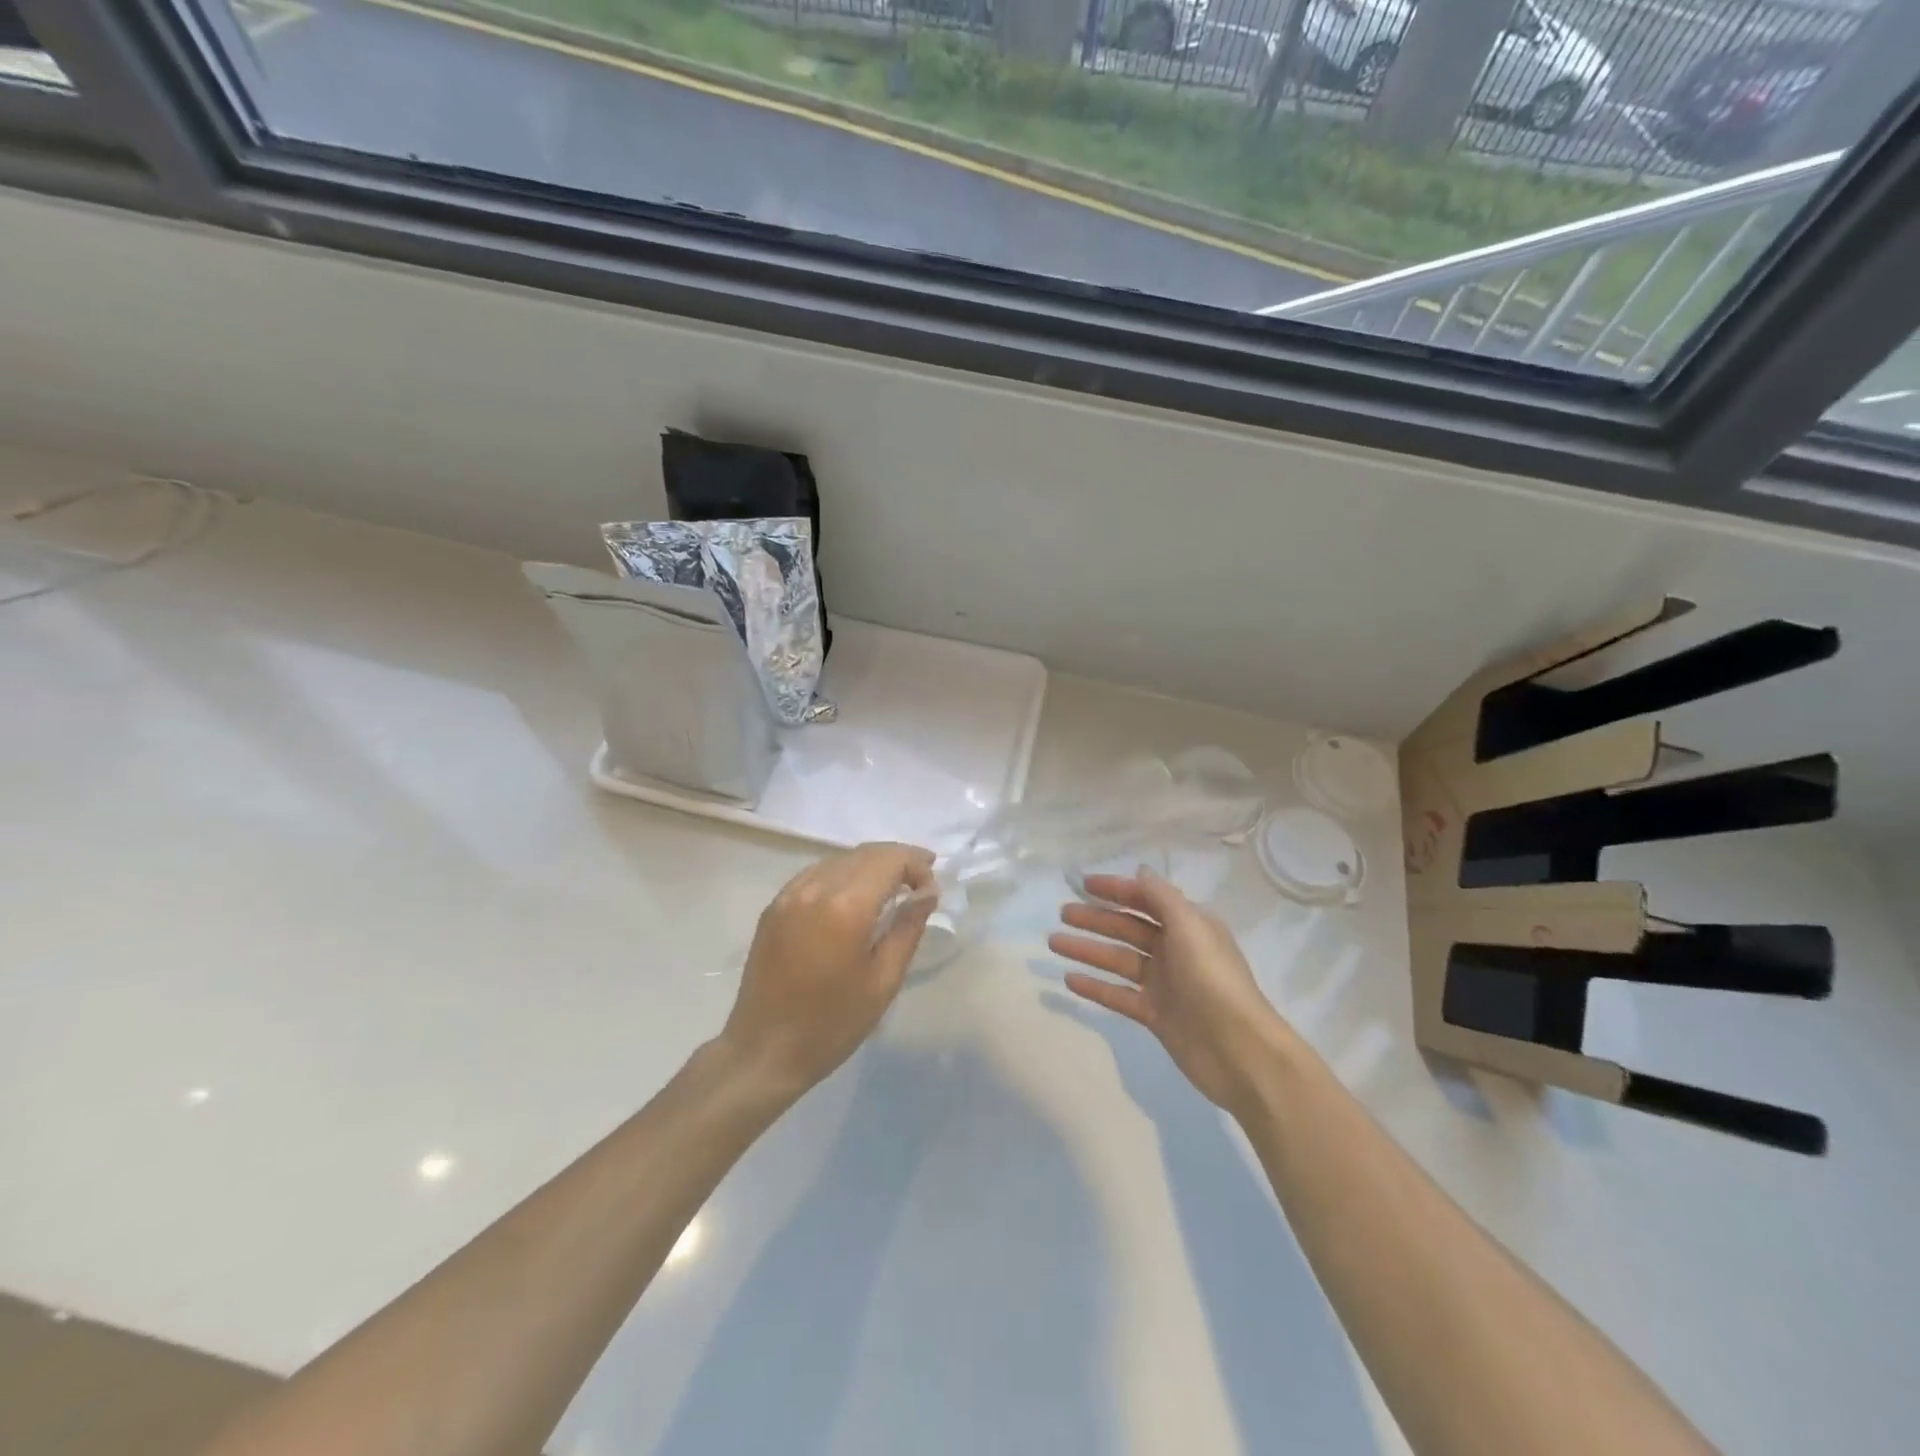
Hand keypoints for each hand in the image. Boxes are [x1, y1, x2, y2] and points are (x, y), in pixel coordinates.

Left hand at [721, 842, 935, 1096]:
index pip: (890, 860)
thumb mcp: (883, 981)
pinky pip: (816, 874)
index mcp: (846, 907)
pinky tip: (853, 897)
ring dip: (870, 865)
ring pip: (839, 860)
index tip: (932, 888)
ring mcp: (789, 895)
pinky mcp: (774, 906)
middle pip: (865, 853)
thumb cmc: (832, 1024)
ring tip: (892, 888)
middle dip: (897, 860)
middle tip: (921, 882)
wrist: (764, 1051)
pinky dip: (842, 875)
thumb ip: (908, 928)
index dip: (917, 864)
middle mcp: (815, 888)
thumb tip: (927, 893)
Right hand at [1051, 869, 1288, 1110]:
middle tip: (1062, 914)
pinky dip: (1095, 986)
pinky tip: (1068, 979)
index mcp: (1188, 925)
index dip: (1116, 889)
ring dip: (1087, 949)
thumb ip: (1162, 898)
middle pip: (1128, 928)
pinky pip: (1118, 994)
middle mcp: (1175, 950)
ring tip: (1054, 942)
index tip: (1084, 884)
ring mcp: (1164, 984)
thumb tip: (1140, 872)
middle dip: (1096, 918)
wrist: (1239, 1051)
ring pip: (1118, 960)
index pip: (1146, 899)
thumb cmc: (1214, 980)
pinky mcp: (1155, 1014)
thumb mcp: (1190, 927)